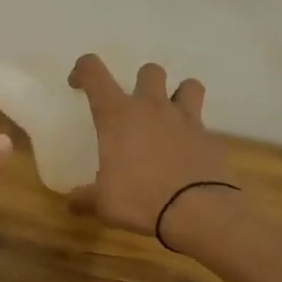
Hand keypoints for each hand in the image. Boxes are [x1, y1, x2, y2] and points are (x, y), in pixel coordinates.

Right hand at [67, 56, 233, 235]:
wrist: (197, 212)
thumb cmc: (140, 198)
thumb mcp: (103, 203)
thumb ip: (86, 198)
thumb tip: (72, 204)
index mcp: (117, 115)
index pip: (94, 71)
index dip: (82, 70)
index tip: (78, 85)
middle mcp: (151, 107)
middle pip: (149, 71)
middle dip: (140, 82)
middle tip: (134, 108)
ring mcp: (185, 119)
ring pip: (188, 85)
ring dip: (178, 95)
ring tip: (170, 116)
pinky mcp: (209, 137)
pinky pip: (202, 123)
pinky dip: (194, 132)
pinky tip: (187, 152)